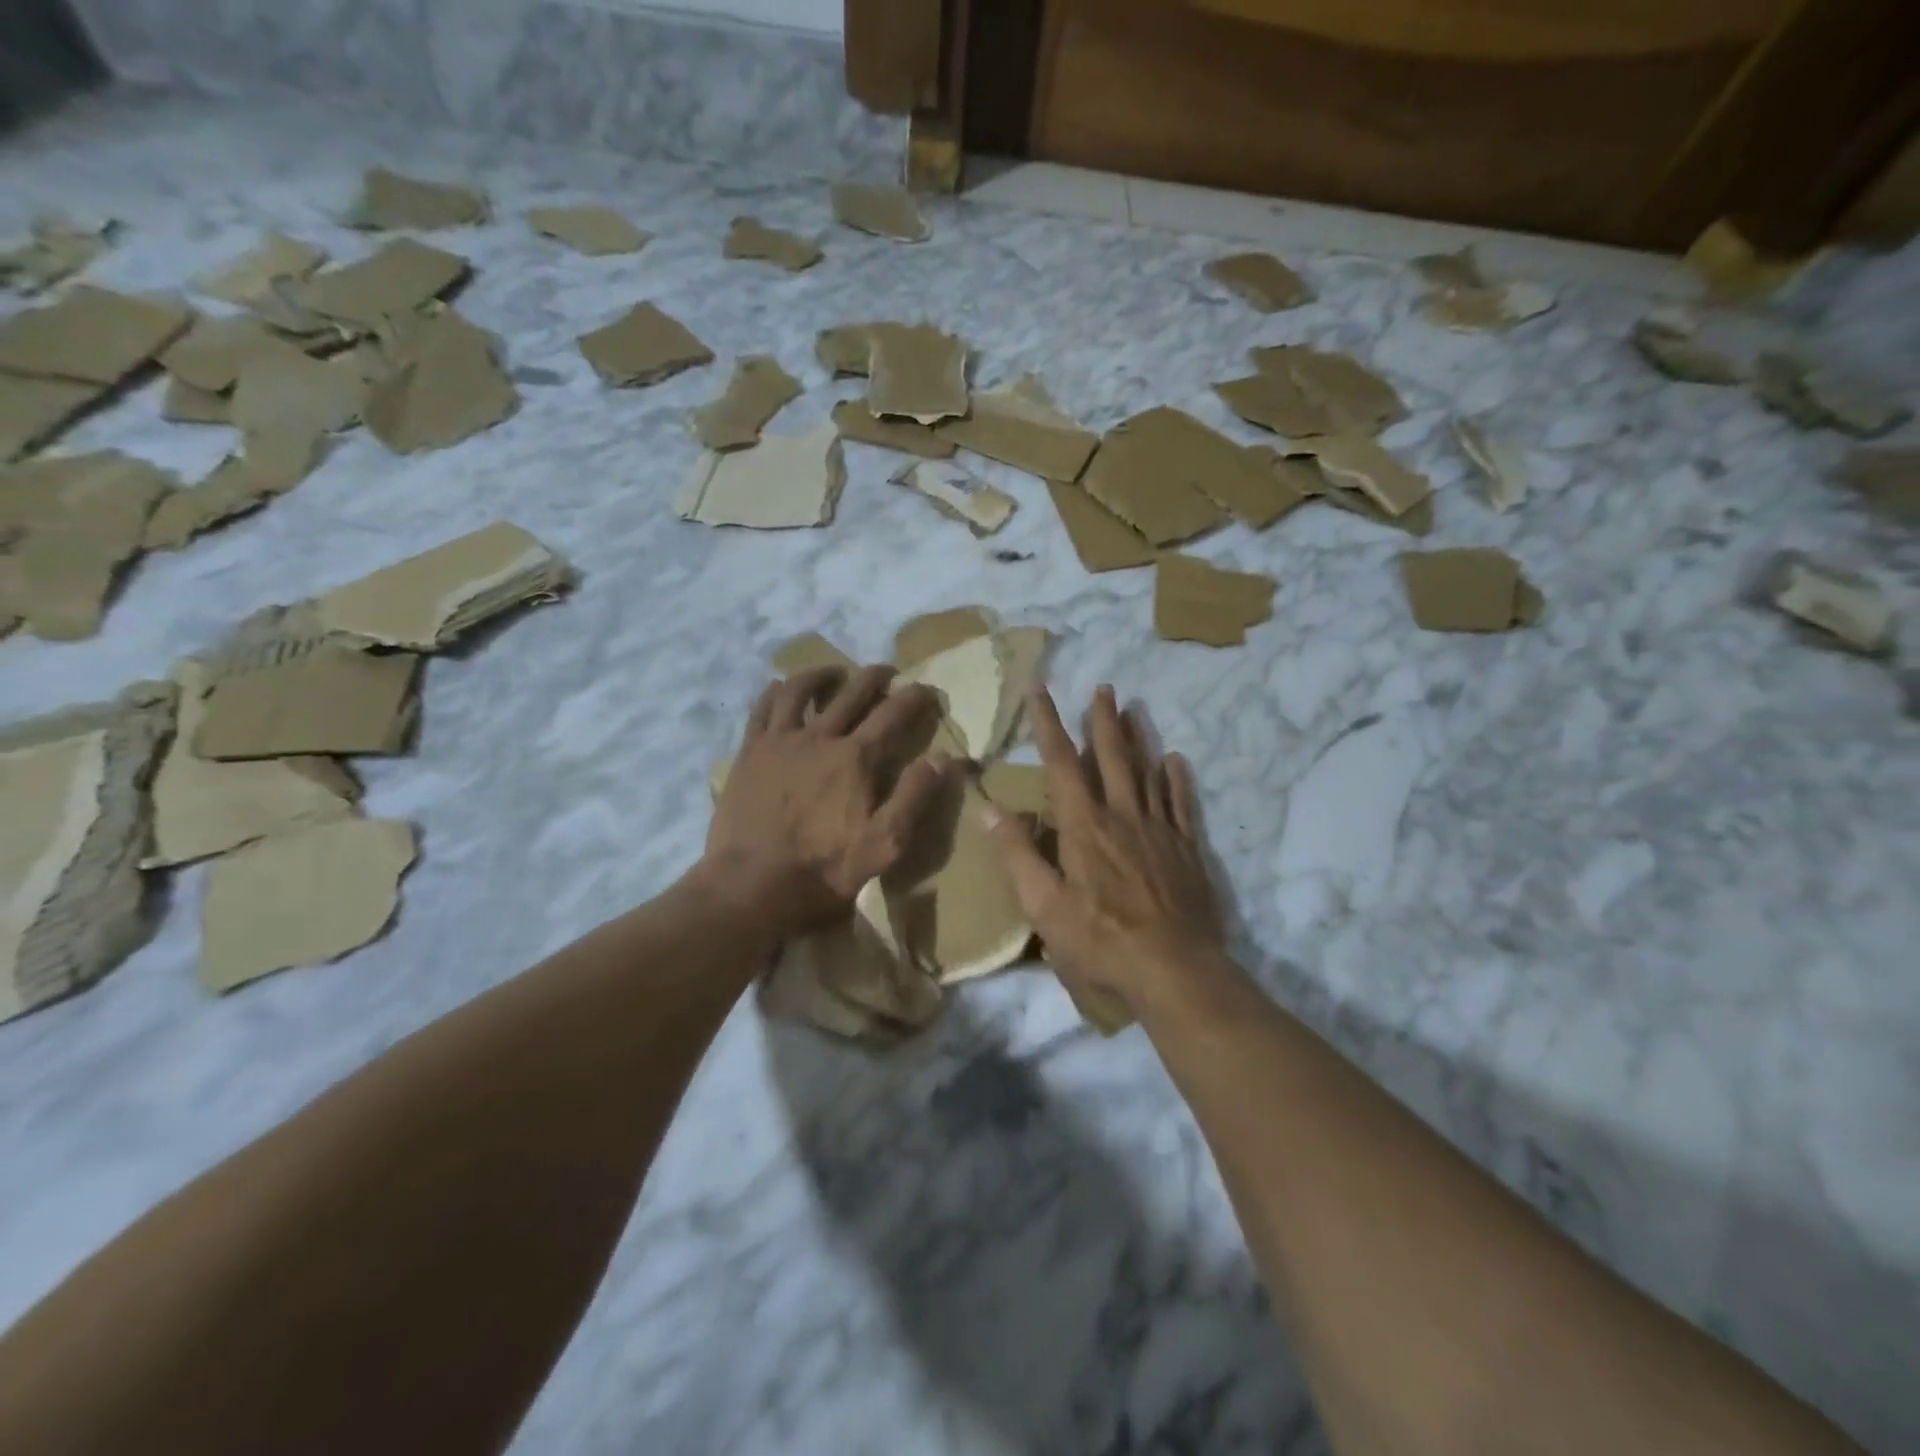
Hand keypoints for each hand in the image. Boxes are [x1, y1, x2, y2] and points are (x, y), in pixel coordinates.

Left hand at [705, 664, 952, 933]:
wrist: (752, 884)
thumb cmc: (824, 868)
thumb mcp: (885, 843)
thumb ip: (915, 797)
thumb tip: (945, 758)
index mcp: (856, 758)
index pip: (893, 714)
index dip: (914, 697)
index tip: (927, 689)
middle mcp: (819, 737)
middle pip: (850, 693)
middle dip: (873, 677)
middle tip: (886, 672)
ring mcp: (780, 741)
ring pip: (801, 691)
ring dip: (822, 675)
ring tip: (834, 673)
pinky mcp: (750, 752)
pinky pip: (762, 709)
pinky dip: (775, 692)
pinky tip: (780, 688)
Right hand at [986, 685, 1227, 1016]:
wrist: (1173, 970)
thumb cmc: (1099, 940)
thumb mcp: (1043, 905)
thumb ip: (1018, 854)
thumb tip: (989, 809)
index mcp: (1084, 826)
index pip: (1062, 763)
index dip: (1050, 725)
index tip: (1042, 690)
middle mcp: (1123, 816)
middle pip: (1113, 757)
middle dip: (1103, 721)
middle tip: (1104, 688)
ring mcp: (1159, 831)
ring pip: (1148, 772)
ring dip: (1139, 739)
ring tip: (1135, 710)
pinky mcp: (1187, 850)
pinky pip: (1181, 804)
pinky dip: (1177, 780)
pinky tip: (1175, 762)